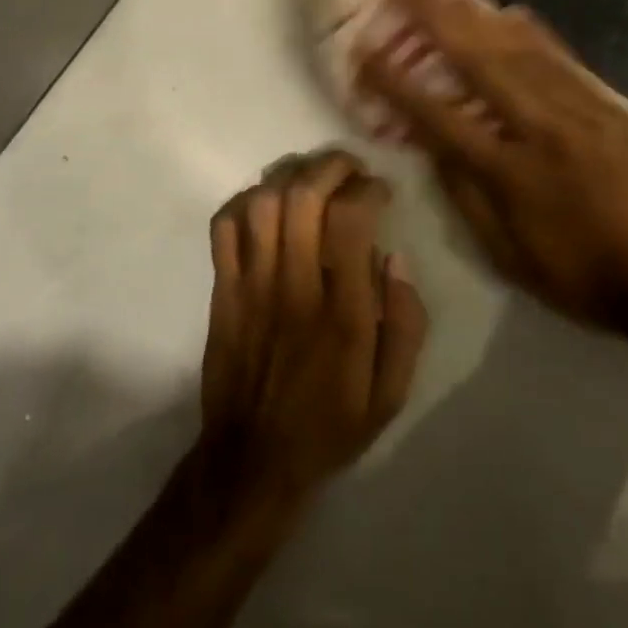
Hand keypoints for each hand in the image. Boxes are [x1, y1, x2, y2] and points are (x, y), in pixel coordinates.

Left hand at [195, 151, 428, 508]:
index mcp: (342, 313)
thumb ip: (405, 324)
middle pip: (303, 197)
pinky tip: (267, 204)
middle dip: (331, 167)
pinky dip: (244, 201)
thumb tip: (395, 259)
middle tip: (349, 169)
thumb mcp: (391, 394)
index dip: (368, 190)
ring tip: (312, 178)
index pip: (350, 222)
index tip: (381, 191)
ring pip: (263, 203)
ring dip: (291, 177)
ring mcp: (251, 285)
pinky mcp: (222, 289)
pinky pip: (224, 226)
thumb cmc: (330, 424)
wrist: (253, 460)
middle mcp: (294, 287)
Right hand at [361, 0, 627, 336]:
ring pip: (519, 50)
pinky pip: (563, 59)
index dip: (396, 82)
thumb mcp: (505, 253)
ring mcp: (579, 111)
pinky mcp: (609, 107)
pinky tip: (510, 10)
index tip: (366, 50)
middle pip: (479, 63)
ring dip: (477, 14)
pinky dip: (532, 31)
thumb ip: (463, 193)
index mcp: (507, 172)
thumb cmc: (578, 274)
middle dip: (435, 20)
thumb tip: (432, 144)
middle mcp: (539, 129)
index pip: (438, 116)